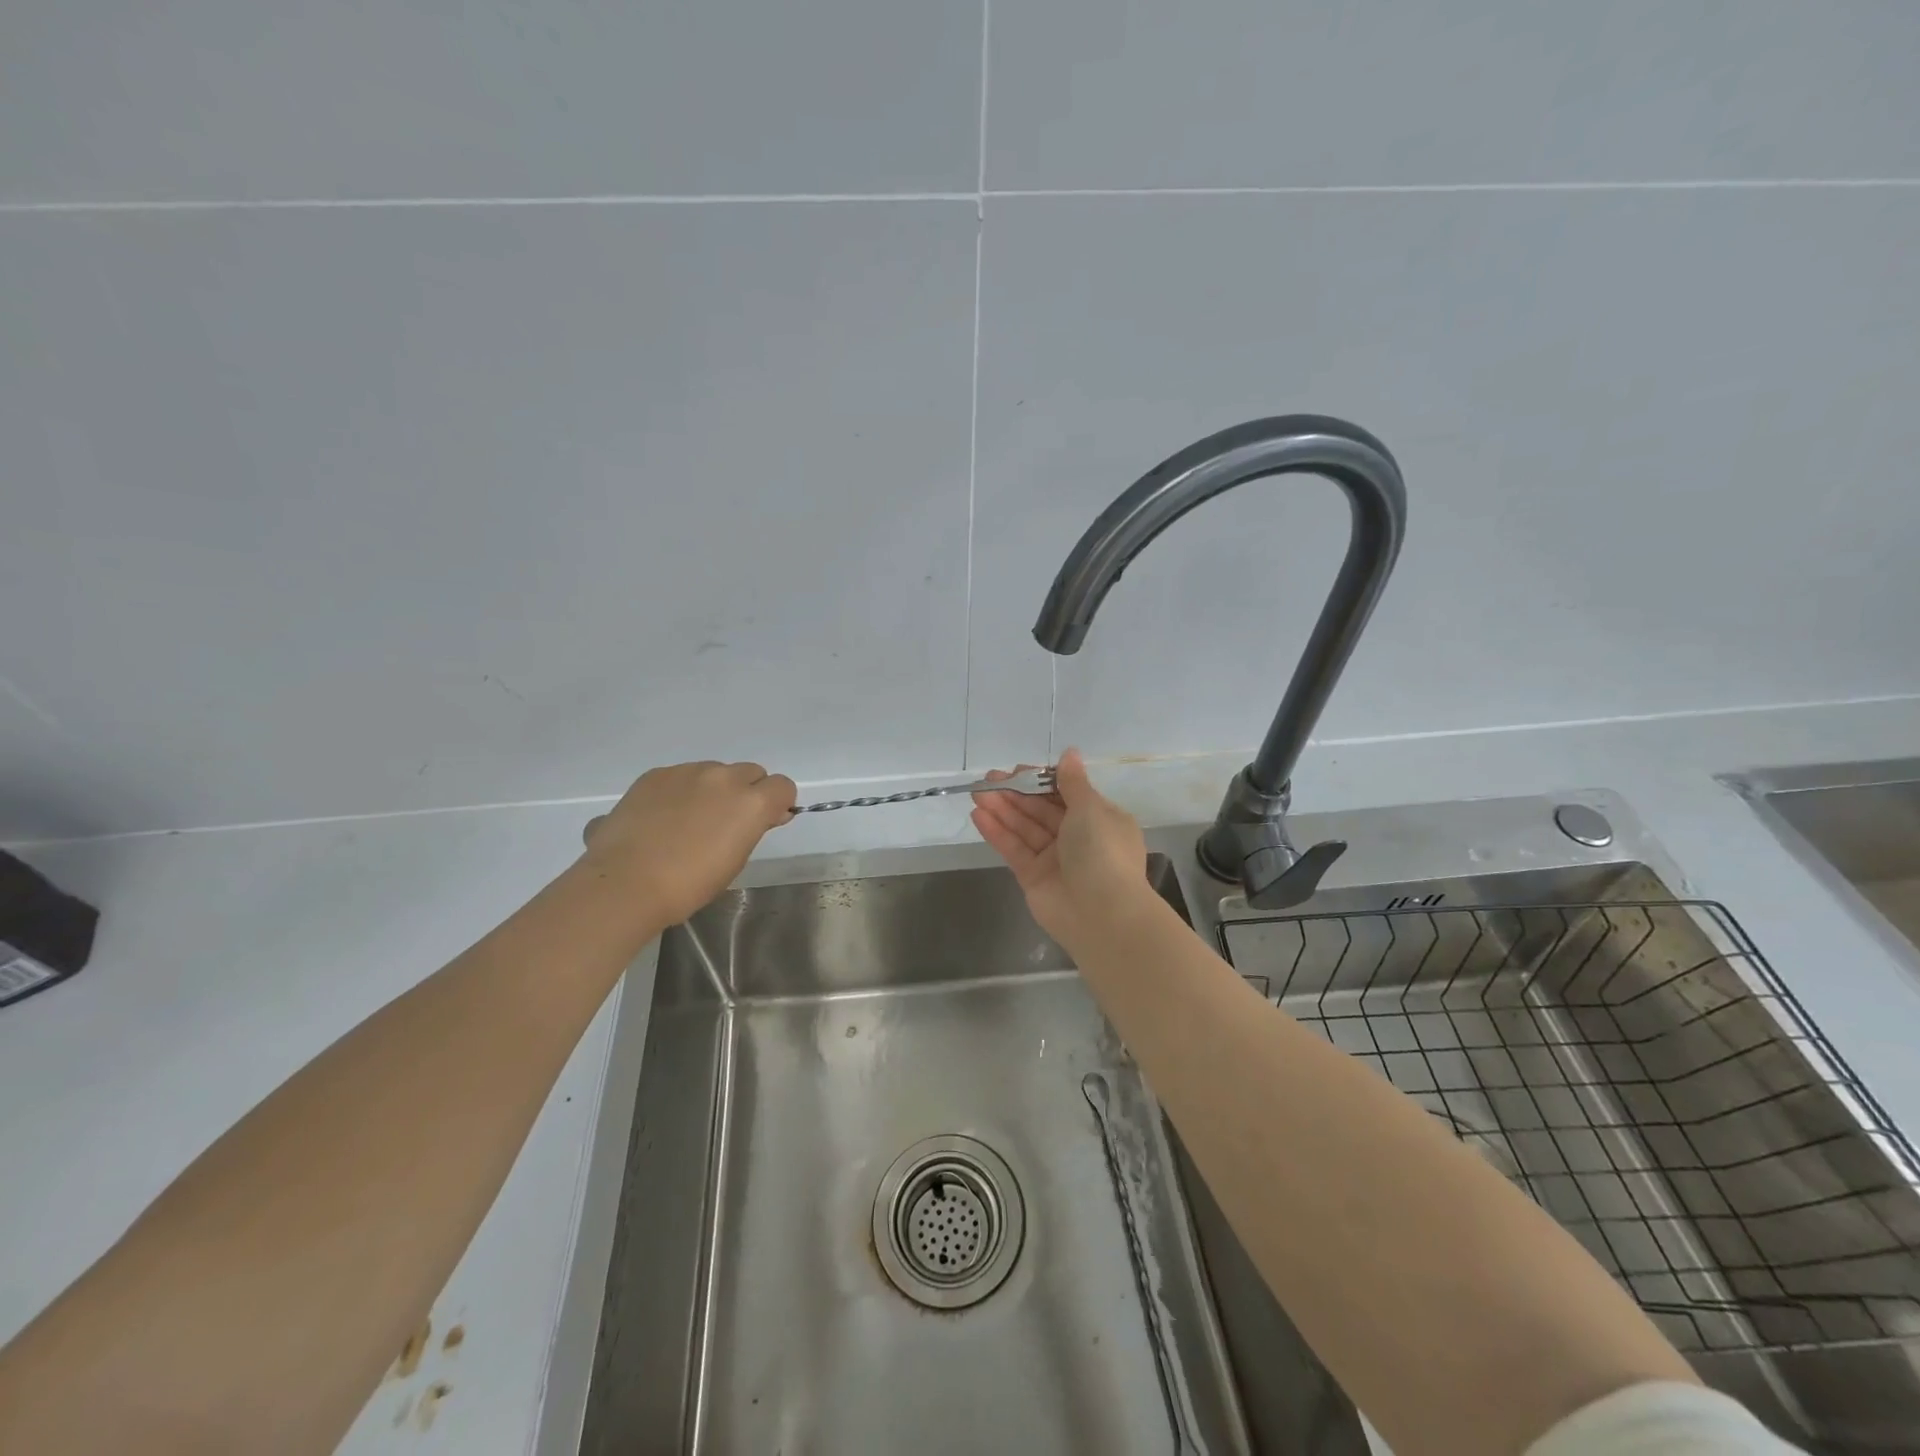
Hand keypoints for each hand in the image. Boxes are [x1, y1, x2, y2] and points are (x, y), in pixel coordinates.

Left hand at [582, 760, 796, 926]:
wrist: (626, 882)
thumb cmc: (689, 884)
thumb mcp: (735, 860)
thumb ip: (753, 829)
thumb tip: (765, 815)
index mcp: (751, 802)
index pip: (783, 786)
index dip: (777, 803)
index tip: (765, 822)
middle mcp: (724, 777)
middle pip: (750, 773)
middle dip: (747, 792)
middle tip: (726, 823)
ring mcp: (687, 771)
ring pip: (714, 771)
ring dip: (713, 789)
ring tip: (688, 822)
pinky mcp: (656, 774)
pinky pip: (681, 776)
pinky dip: (681, 791)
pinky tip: (662, 818)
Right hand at [970, 747, 1152, 953]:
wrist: (1102, 914)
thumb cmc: (1102, 851)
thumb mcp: (1091, 808)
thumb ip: (1073, 782)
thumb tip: (1070, 753)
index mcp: (1099, 819)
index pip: (1066, 794)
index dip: (1041, 781)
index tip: (1018, 771)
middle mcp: (1078, 838)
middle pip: (1041, 810)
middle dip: (1016, 793)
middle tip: (987, 779)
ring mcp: (1054, 859)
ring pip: (1025, 828)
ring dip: (1002, 810)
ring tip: (977, 793)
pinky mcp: (1034, 877)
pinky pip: (1014, 849)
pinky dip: (997, 833)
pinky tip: (978, 815)